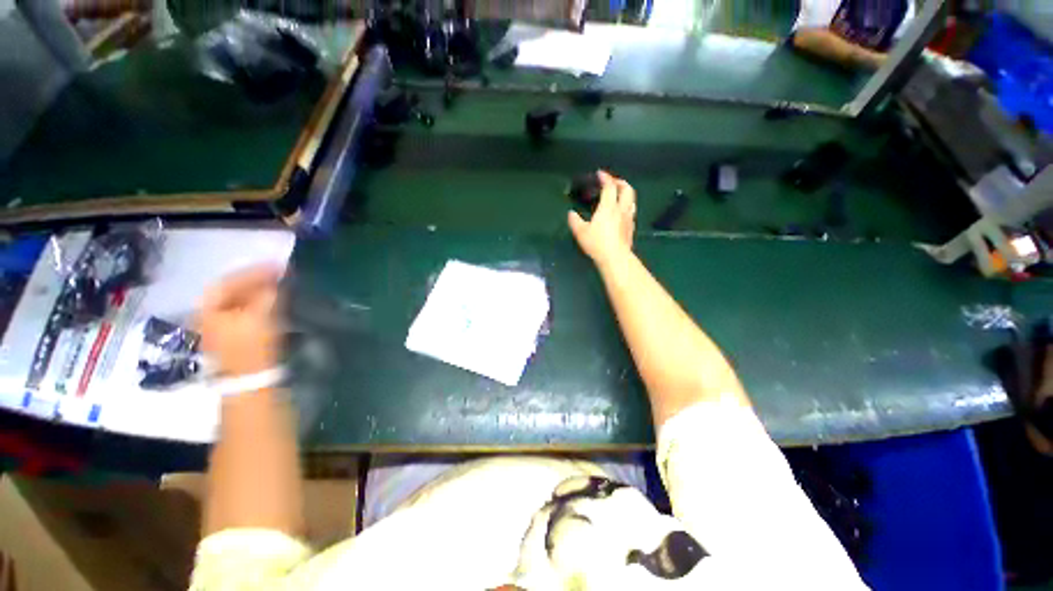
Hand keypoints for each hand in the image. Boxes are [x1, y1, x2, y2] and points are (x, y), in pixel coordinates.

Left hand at [199, 265, 282, 376]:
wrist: (249, 380)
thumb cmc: (251, 346)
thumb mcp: (260, 317)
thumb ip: (267, 294)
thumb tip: (277, 279)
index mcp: (210, 307)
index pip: (229, 281)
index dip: (253, 271)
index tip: (277, 265)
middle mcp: (210, 313)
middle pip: (232, 290)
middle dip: (256, 280)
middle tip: (280, 274)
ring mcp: (221, 326)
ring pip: (240, 300)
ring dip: (259, 291)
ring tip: (280, 285)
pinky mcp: (234, 335)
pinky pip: (245, 310)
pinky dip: (260, 303)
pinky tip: (274, 301)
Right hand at [568, 170, 635, 268]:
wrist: (615, 258)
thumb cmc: (597, 243)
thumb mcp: (581, 232)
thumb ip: (575, 221)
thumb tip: (571, 213)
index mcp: (608, 207)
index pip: (610, 187)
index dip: (606, 178)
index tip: (600, 174)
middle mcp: (621, 209)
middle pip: (627, 189)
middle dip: (620, 182)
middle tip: (613, 182)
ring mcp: (628, 219)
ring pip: (632, 200)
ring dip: (626, 194)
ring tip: (618, 196)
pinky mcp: (631, 228)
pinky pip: (631, 212)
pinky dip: (627, 207)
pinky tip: (621, 213)